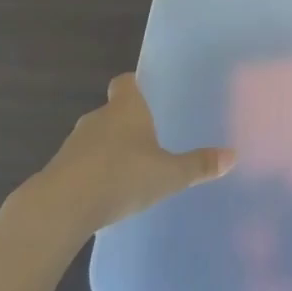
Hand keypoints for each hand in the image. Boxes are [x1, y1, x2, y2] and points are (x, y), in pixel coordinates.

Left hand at [33, 74, 233, 234]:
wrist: (60, 208)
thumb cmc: (120, 177)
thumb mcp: (168, 175)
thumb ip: (198, 165)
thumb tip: (233, 155)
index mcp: (126, 109)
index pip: (126, 82)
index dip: (135, 84)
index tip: (148, 92)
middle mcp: (98, 118)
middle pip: (113, 111)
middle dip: (128, 122)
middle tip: (149, 138)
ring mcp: (74, 144)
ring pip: (96, 138)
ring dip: (109, 149)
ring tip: (130, 168)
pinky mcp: (58, 170)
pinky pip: (81, 164)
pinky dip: (93, 172)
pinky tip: (106, 193)